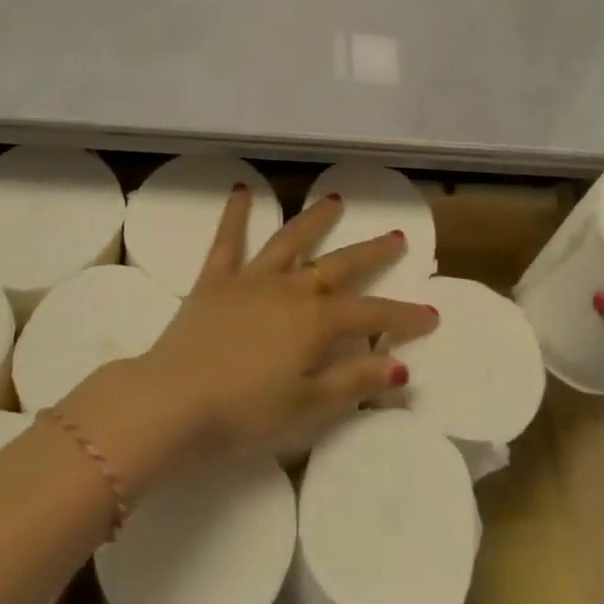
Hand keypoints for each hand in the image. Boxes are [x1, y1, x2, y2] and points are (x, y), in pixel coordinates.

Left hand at [129, 187, 438, 458]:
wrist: (173, 402)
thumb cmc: (245, 413)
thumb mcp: (308, 407)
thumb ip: (354, 382)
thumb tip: (400, 367)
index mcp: (316, 322)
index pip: (371, 314)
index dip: (402, 316)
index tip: (430, 314)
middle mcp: (291, 288)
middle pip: (340, 265)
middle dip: (372, 253)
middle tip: (396, 236)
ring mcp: (252, 279)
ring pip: (291, 240)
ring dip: (315, 219)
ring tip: (336, 200)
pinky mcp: (215, 279)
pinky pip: (228, 240)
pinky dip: (235, 214)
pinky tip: (241, 189)